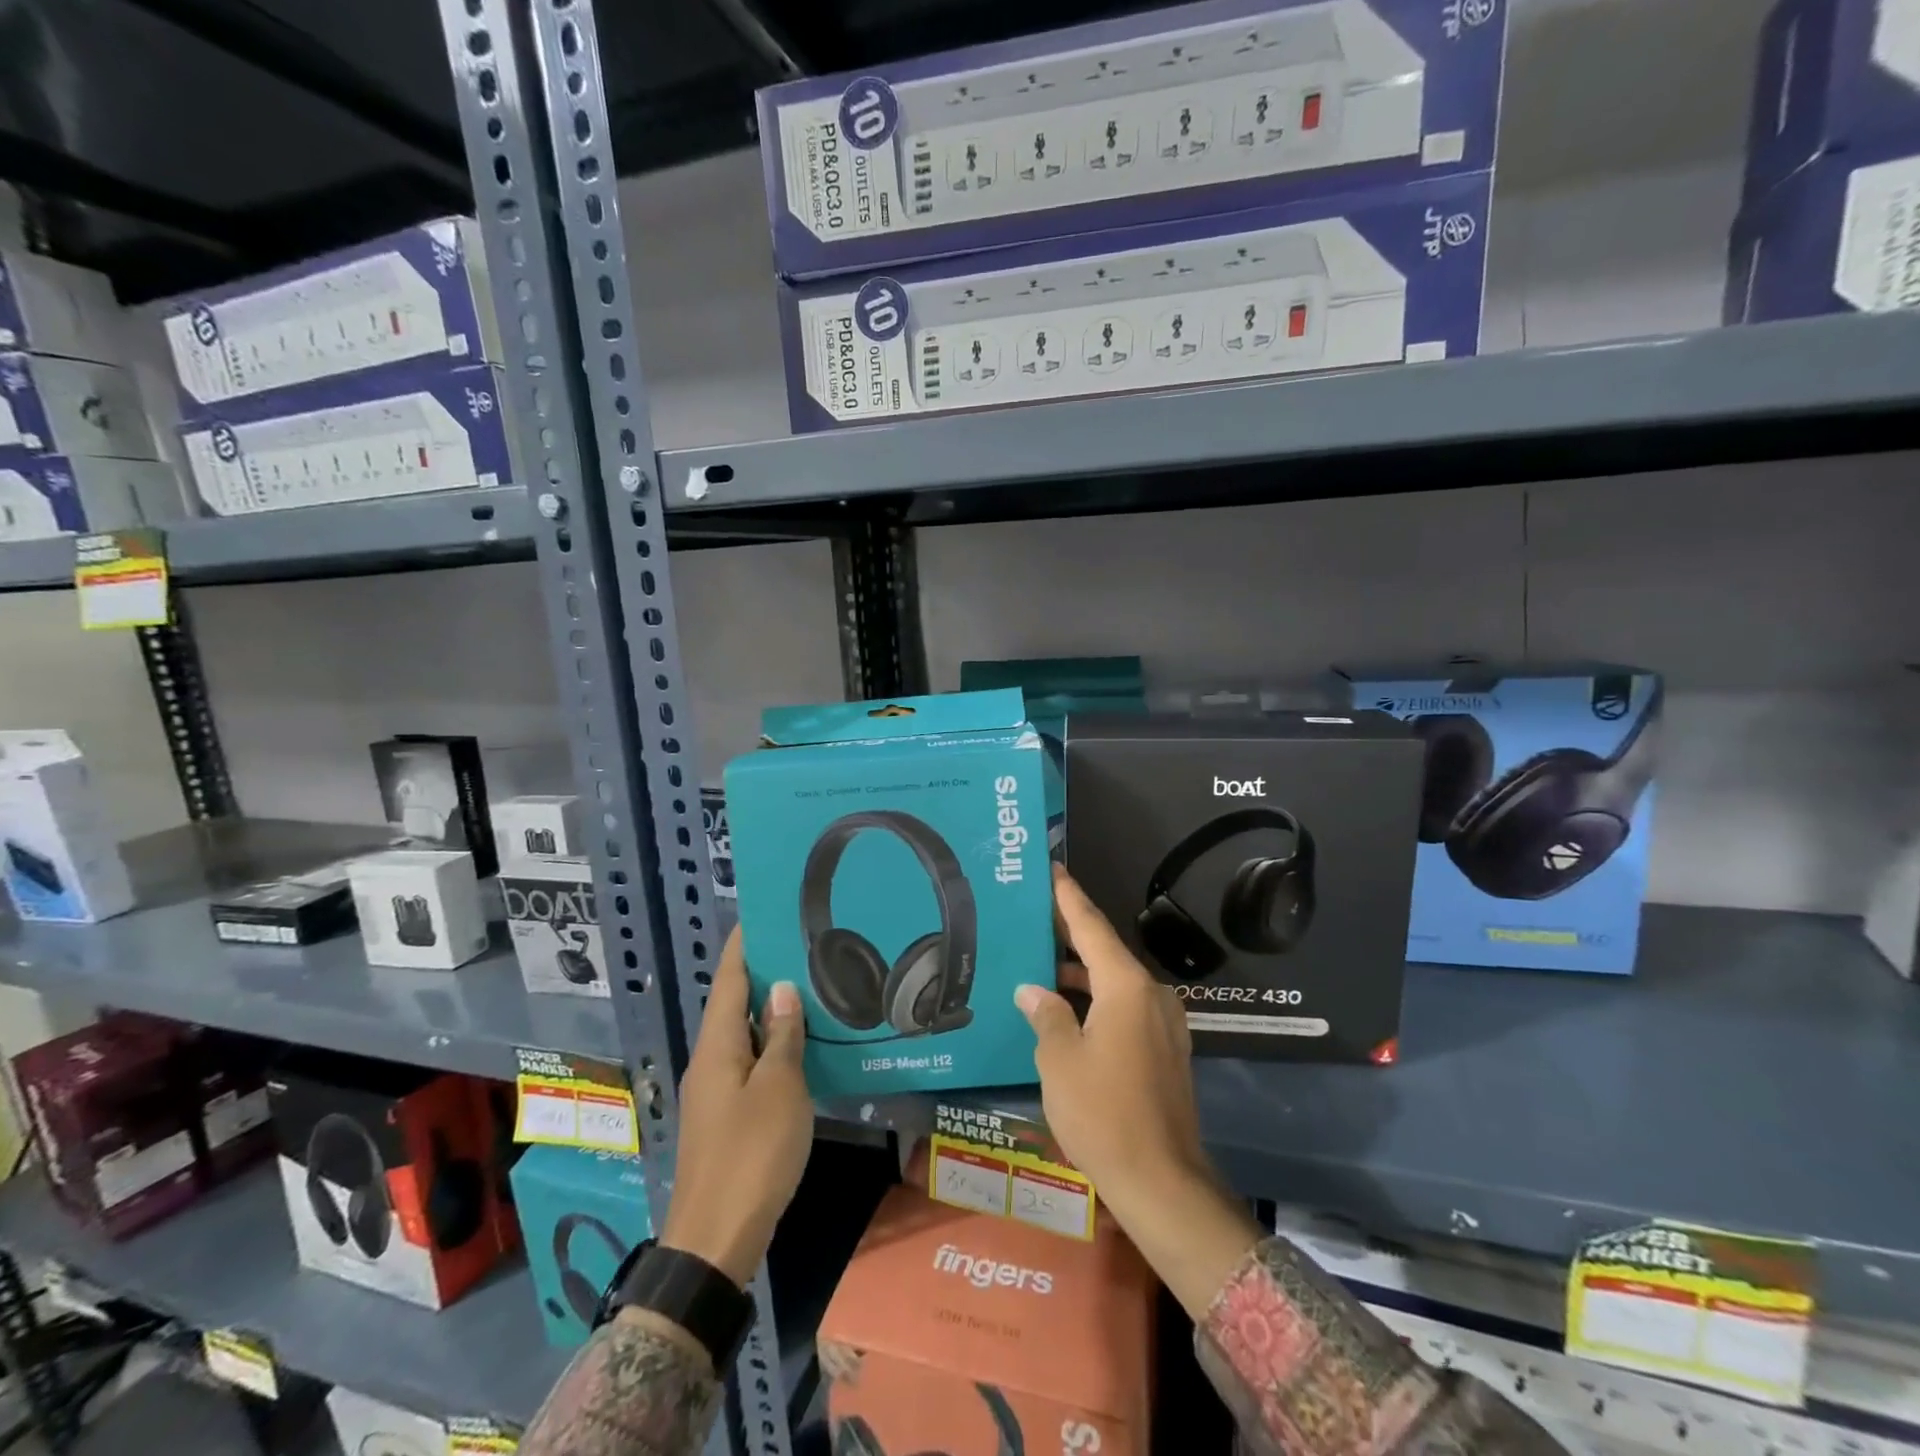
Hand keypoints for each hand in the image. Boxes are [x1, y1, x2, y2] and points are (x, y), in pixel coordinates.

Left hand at [660, 925, 811, 1287]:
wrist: (716, 1240)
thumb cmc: (751, 1154)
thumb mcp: (779, 1089)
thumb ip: (783, 1037)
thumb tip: (783, 990)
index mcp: (718, 1047)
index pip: (730, 980)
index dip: (744, 946)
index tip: (764, 914)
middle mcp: (709, 1061)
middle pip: (734, 1005)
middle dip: (763, 974)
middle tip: (802, 947)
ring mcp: (714, 1091)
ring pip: (742, 1036)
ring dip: (770, 1011)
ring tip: (808, 988)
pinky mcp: (725, 1117)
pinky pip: (748, 1063)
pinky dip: (771, 1044)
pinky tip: (799, 1047)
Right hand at [1016, 865, 1260, 1318]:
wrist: (1162, 1182)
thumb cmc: (1104, 1114)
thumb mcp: (1059, 1061)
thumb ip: (1046, 1015)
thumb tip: (1033, 990)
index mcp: (1126, 986)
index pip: (1091, 926)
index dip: (1068, 896)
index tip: (1051, 869)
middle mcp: (1151, 994)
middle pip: (1104, 950)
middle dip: (1068, 932)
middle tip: (1031, 913)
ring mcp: (1162, 1023)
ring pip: (1114, 981)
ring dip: (1079, 972)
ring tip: (1037, 960)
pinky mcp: (1164, 1049)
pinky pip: (1124, 1007)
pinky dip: (1095, 999)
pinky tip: (1064, 1009)